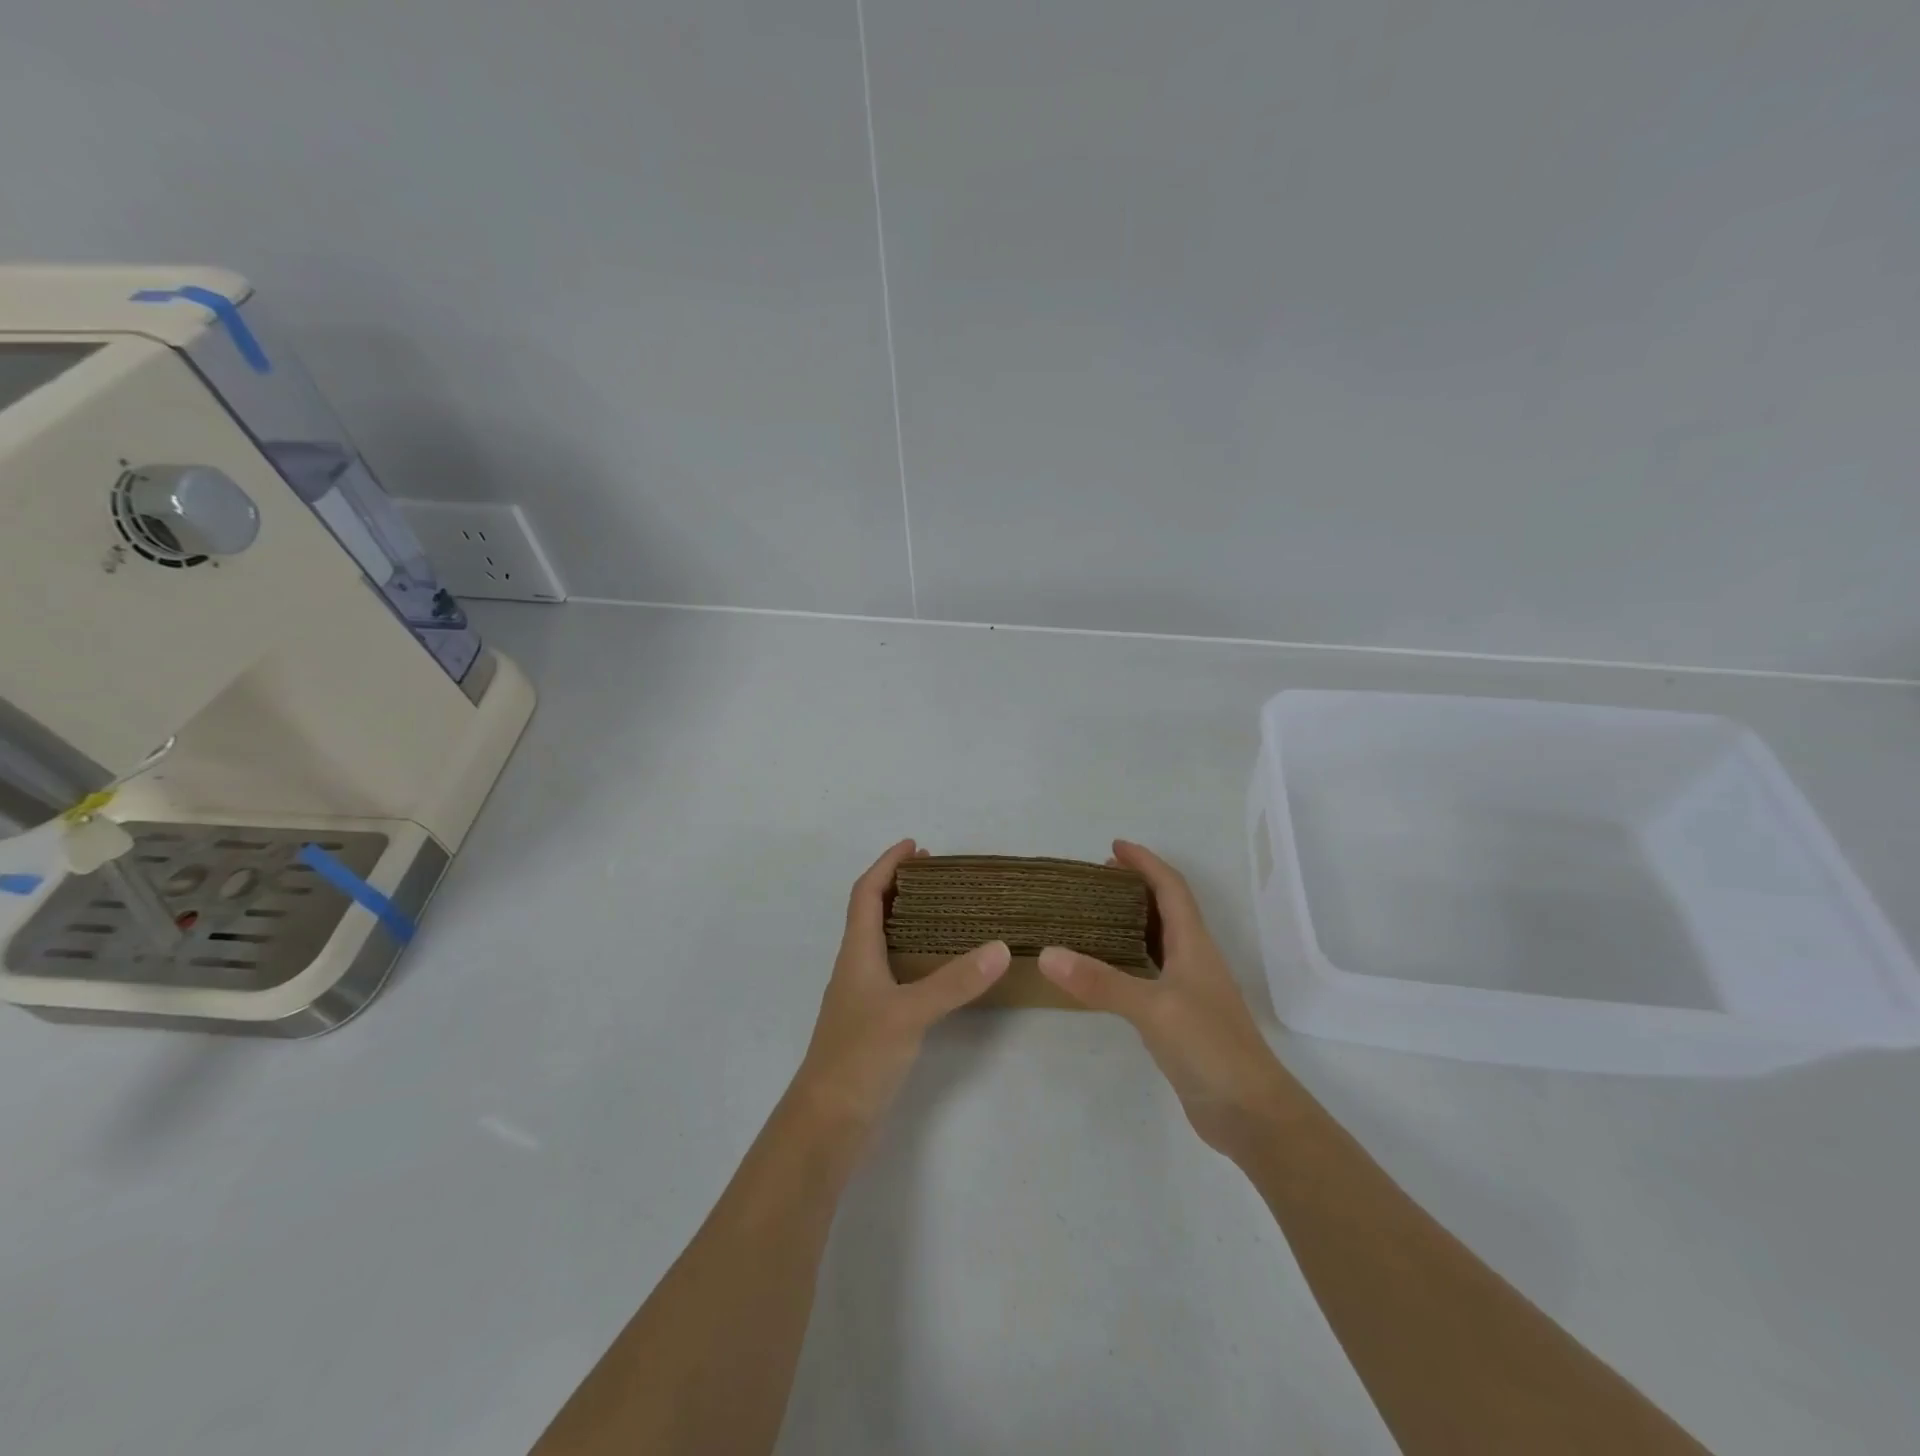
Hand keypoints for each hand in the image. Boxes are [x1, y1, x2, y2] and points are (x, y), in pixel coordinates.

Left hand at [792, 840, 1009, 1139]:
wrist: (828, 1122)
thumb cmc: (859, 1056)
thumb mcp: (910, 1013)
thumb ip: (954, 981)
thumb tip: (999, 946)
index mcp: (856, 953)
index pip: (866, 893)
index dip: (887, 865)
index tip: (915, 845)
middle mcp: (856, 967)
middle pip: (872, 912)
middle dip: (900, 886)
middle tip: (939, 875)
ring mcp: (863, 996)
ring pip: (883, 942)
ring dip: (908, 919)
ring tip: (946, 912)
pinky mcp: (874, 1022)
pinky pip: (895, 971)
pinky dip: (915, 955)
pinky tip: (940, 967)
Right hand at [1039, 840, 1295, 1157]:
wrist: (1251, 1113)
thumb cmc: (1209, 1047)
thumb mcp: (1152, 1008)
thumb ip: (1100, 981)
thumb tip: (1047, 953)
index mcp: (1194, 944)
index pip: (1171, 888)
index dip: (1146, 863)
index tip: (1114, 846)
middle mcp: (1195, 959)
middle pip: (1168, 908)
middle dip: (1137, 886)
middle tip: (1096, 879)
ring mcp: (1190, 990)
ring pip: (1161, 940)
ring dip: (1133, 920)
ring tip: (1095, 915)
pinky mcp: (1182, 1018)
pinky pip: (1152, 971)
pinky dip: (1130, 957)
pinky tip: (1108, 970)